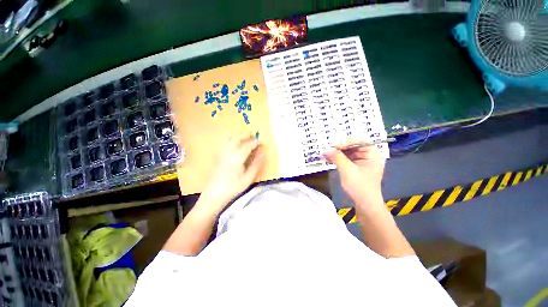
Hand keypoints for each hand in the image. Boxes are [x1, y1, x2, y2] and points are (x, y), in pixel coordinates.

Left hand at [200, 136, 264, 211]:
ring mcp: (221, 153)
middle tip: (254, 137)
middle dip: (246, 135)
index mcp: (237, 157)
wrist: (213, 196)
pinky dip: (232, 140)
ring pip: (229, 139)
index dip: (255, 141)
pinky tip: (235, 146)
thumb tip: (263, 153)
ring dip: (238, 136)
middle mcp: (227, 152)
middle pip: (237, 137)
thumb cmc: (233, 188)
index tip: (261, 140)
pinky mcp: (217, 156)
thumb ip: (256, 165)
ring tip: (245, 139)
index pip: (247, 145)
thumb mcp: (248, 178)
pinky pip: (225, 143)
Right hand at [325, 145, 384, 206]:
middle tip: (326, 150)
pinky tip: (330, 159)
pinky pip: (348, 159)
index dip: (343, 143)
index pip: (357, 141)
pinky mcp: (358, 167)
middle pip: (352, 147)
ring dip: (337, 154)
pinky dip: (339, 159)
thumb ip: (337, 157)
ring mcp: (363, 161)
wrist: (365, 204)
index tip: (331, 147)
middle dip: (339, 148)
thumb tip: (327, 149)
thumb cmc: (359, 186)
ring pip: (348, 153)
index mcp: (372, 153)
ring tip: (326, 154)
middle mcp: (369, 155)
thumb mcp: (347, 170)